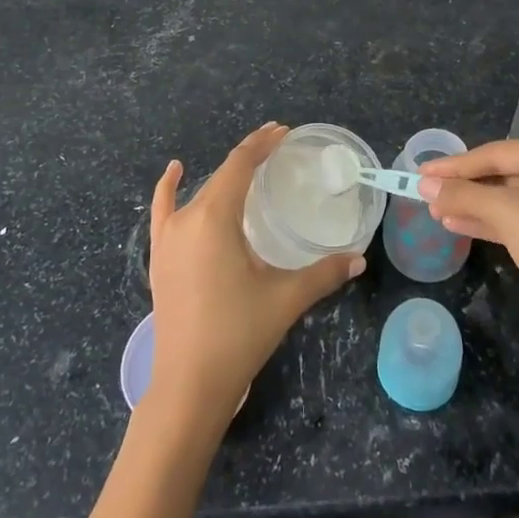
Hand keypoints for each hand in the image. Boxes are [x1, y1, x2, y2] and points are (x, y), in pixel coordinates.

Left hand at [147, 123, 364, 424]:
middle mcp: (187, 218)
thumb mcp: (285, 299)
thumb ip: (324, 274)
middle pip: (221, 174)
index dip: (262, 145)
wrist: (188, 385)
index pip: (240, 165)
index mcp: (214, 217)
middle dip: (249, 157)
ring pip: (198, 192)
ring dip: (222, 175)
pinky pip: (162, 211)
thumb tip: (359, 259)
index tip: (283, 132)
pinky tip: (174, 173)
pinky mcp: (159, 258)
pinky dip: (168, 188)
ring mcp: (168, 238)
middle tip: (277, 148)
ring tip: (247, 166)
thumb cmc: (238, 334)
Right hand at [418, 139, 518, 358]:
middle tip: (425, 192)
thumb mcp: (507, 215)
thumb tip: (423, 184)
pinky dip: (489, 221)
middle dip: (464, 186)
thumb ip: (464, 194)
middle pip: (503, 173)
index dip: (456, 164)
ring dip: (472, 204)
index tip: (421, 171)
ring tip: (435, 210)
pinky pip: (518, 218)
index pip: (497, 154)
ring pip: (508, 198)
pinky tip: (455, 224)